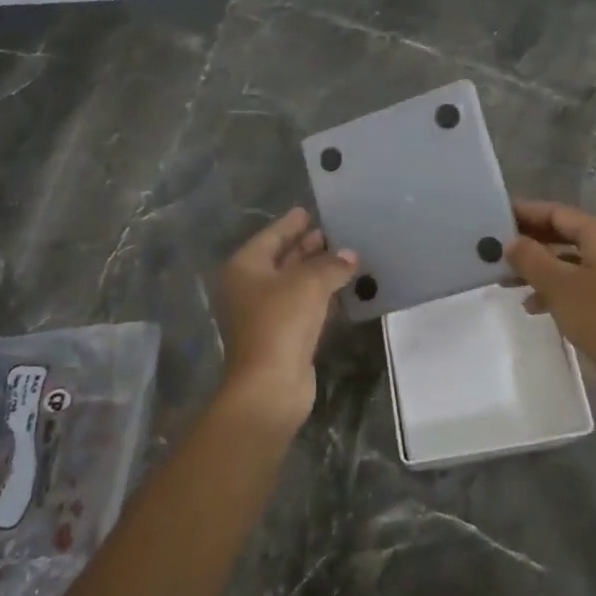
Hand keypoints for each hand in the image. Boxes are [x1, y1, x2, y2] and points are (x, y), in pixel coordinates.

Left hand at [214, 208, 356, 431]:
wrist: (270, 385)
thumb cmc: (281, 322)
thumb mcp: (310, 284)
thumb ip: (332, 265)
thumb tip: (350, 255)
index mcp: (245, 268)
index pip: (270, 237)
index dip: (290, 224)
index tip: (308, 211)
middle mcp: (248, 289)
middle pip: (280, 259)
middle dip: (305, 247)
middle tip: (332, 232)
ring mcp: (262, 315)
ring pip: (292, 284)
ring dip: (315, 272)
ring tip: (343, 256)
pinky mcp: (280, 337)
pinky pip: (301, 306)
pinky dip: (319, 296)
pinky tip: (341, 289)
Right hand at [506, 200, 595, 416]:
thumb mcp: (556, 285)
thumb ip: (529, 257)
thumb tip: (513, 242)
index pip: (559, 213)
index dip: (527, 213)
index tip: (500, 217)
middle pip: (570, 235)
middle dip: (534, 245)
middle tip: (502, 251)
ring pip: (580, 260)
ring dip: (546, 269)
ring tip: (512, 284)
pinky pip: (593, 280)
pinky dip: (566, 286)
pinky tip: (539, 305)